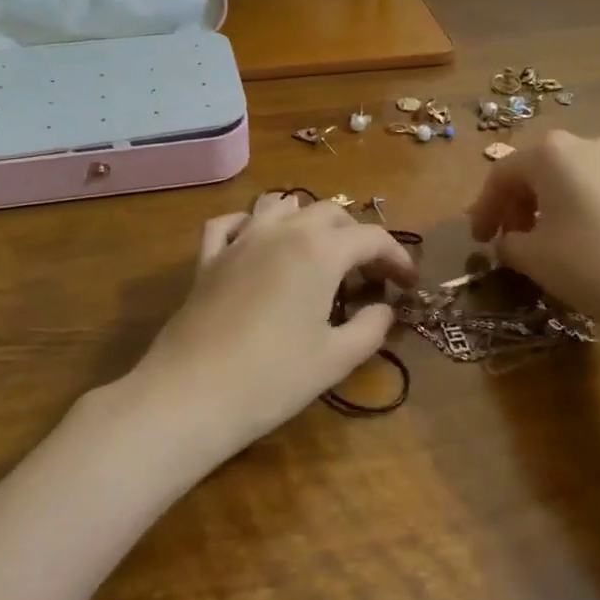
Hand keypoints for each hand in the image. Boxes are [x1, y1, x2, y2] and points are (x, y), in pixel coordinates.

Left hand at [128, 193, 416, 463]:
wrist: (191, 394)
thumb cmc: (272, 379)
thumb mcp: (334, 359)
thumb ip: (370, 328)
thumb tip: (383, 309)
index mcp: (319, 251)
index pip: (371, 237)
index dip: (397, 257)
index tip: (408, 283)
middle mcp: (281, 232)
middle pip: (329, 213)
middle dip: (356, 236)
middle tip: (367, 273)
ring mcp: (240, 240)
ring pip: (280, 205)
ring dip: (307, 220)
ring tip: (318, 252)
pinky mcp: (208, 258)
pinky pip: (231, 222)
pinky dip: (251, 224)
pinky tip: (257, 242)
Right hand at [467, 131, 599, 335]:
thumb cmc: (588, 263)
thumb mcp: (532, 257)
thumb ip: (508, 243)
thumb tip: (509, 241)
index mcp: (550, 152)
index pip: (501, 174)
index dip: (483, 208)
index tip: (477, 241)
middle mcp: (586, 144)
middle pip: (536, 170)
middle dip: (515, 204)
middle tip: (506, 239)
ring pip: (568, 179)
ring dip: (545, 207)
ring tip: (540, 244)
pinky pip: (595, 190)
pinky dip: (575, 210)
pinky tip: (577, 243)